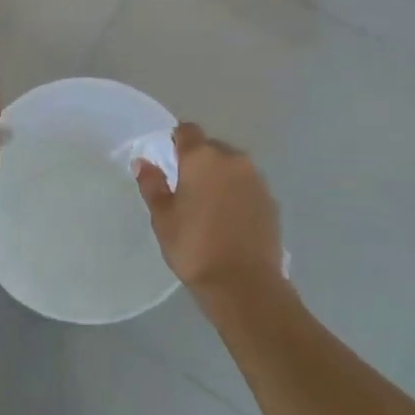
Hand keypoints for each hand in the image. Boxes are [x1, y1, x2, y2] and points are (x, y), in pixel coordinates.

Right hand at [135, 123, 282, 299]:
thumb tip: (143, 162)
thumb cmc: (194, 247)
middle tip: (187, 188)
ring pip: (233, 166)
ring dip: (221, 176)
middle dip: (199, 160)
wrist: (244, 283)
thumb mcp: (163, 217)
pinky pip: (248, 185)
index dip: (176, 140)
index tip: (169, 159)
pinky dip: (238, 193)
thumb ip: (152, 184)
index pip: (187, 130)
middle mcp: (232, 159)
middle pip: (211, 147)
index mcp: (202, 157)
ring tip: (210, 205)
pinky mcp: (271, 200)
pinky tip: (230, 218)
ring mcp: (256, 179)